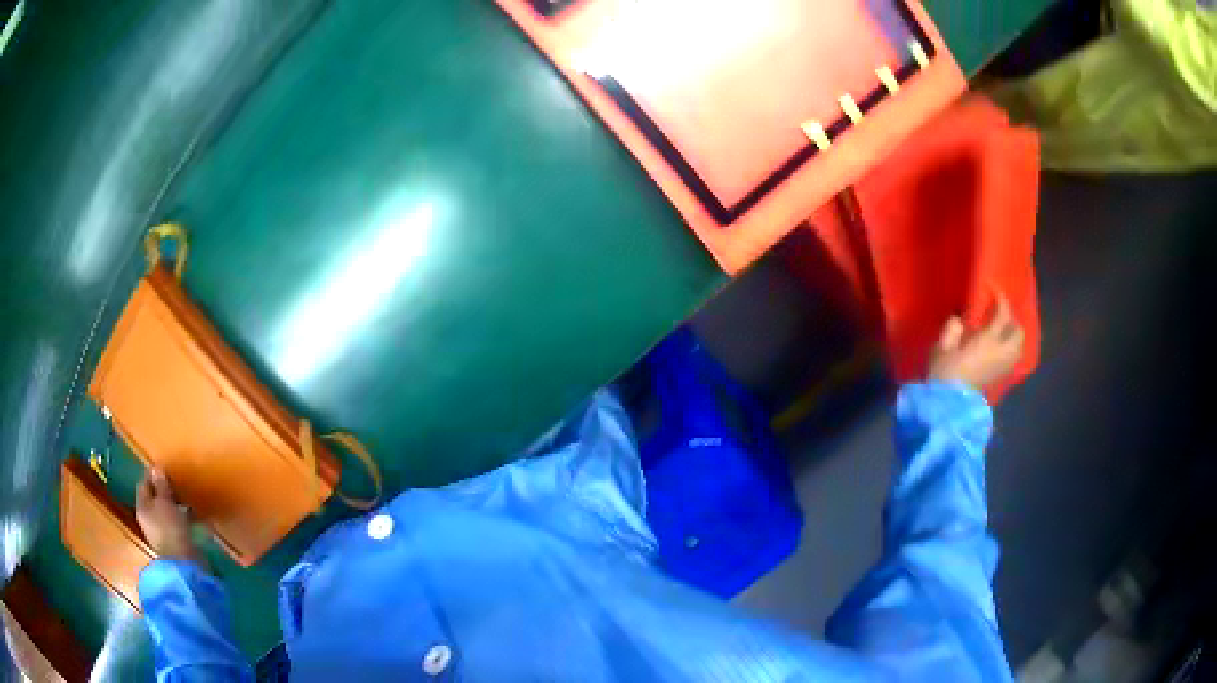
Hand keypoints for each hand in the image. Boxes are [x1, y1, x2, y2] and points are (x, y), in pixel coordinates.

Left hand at [136, 468, 202, 564]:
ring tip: (185, 498)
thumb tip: (156, 467)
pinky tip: (191, 515)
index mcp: (142, 507)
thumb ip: (161, 486)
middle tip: (175, 482)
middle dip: (163, 491)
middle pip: (154, 499)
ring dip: (173, 504)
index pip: (144, 485)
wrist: (184, 564)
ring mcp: (161, 532)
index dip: (152, 476)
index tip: (163, 468)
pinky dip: (181, 517)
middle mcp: (148, 519)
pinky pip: (175, 523)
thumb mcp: (166, 502)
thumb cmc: (170, 529)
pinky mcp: (173, 542)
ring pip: (165, 512)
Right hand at [928, 292, 1024, 391]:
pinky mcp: (998, 378)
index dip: (1000, 298)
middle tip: (998, 314)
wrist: (947, 407)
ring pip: (1018, 347)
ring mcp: (1002, 367)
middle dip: (1011, 320)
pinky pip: (1012, 359)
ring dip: (1013, 337)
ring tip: (1000, 332)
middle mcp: (1001, 353)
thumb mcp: (942, 347)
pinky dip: (1009, 350)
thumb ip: (953, 329)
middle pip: (1017, 332)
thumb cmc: (944, 374)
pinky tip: (997, 349)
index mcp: (988, 341)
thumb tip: (959, 321)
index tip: (992, 289)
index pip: (1003, 314)